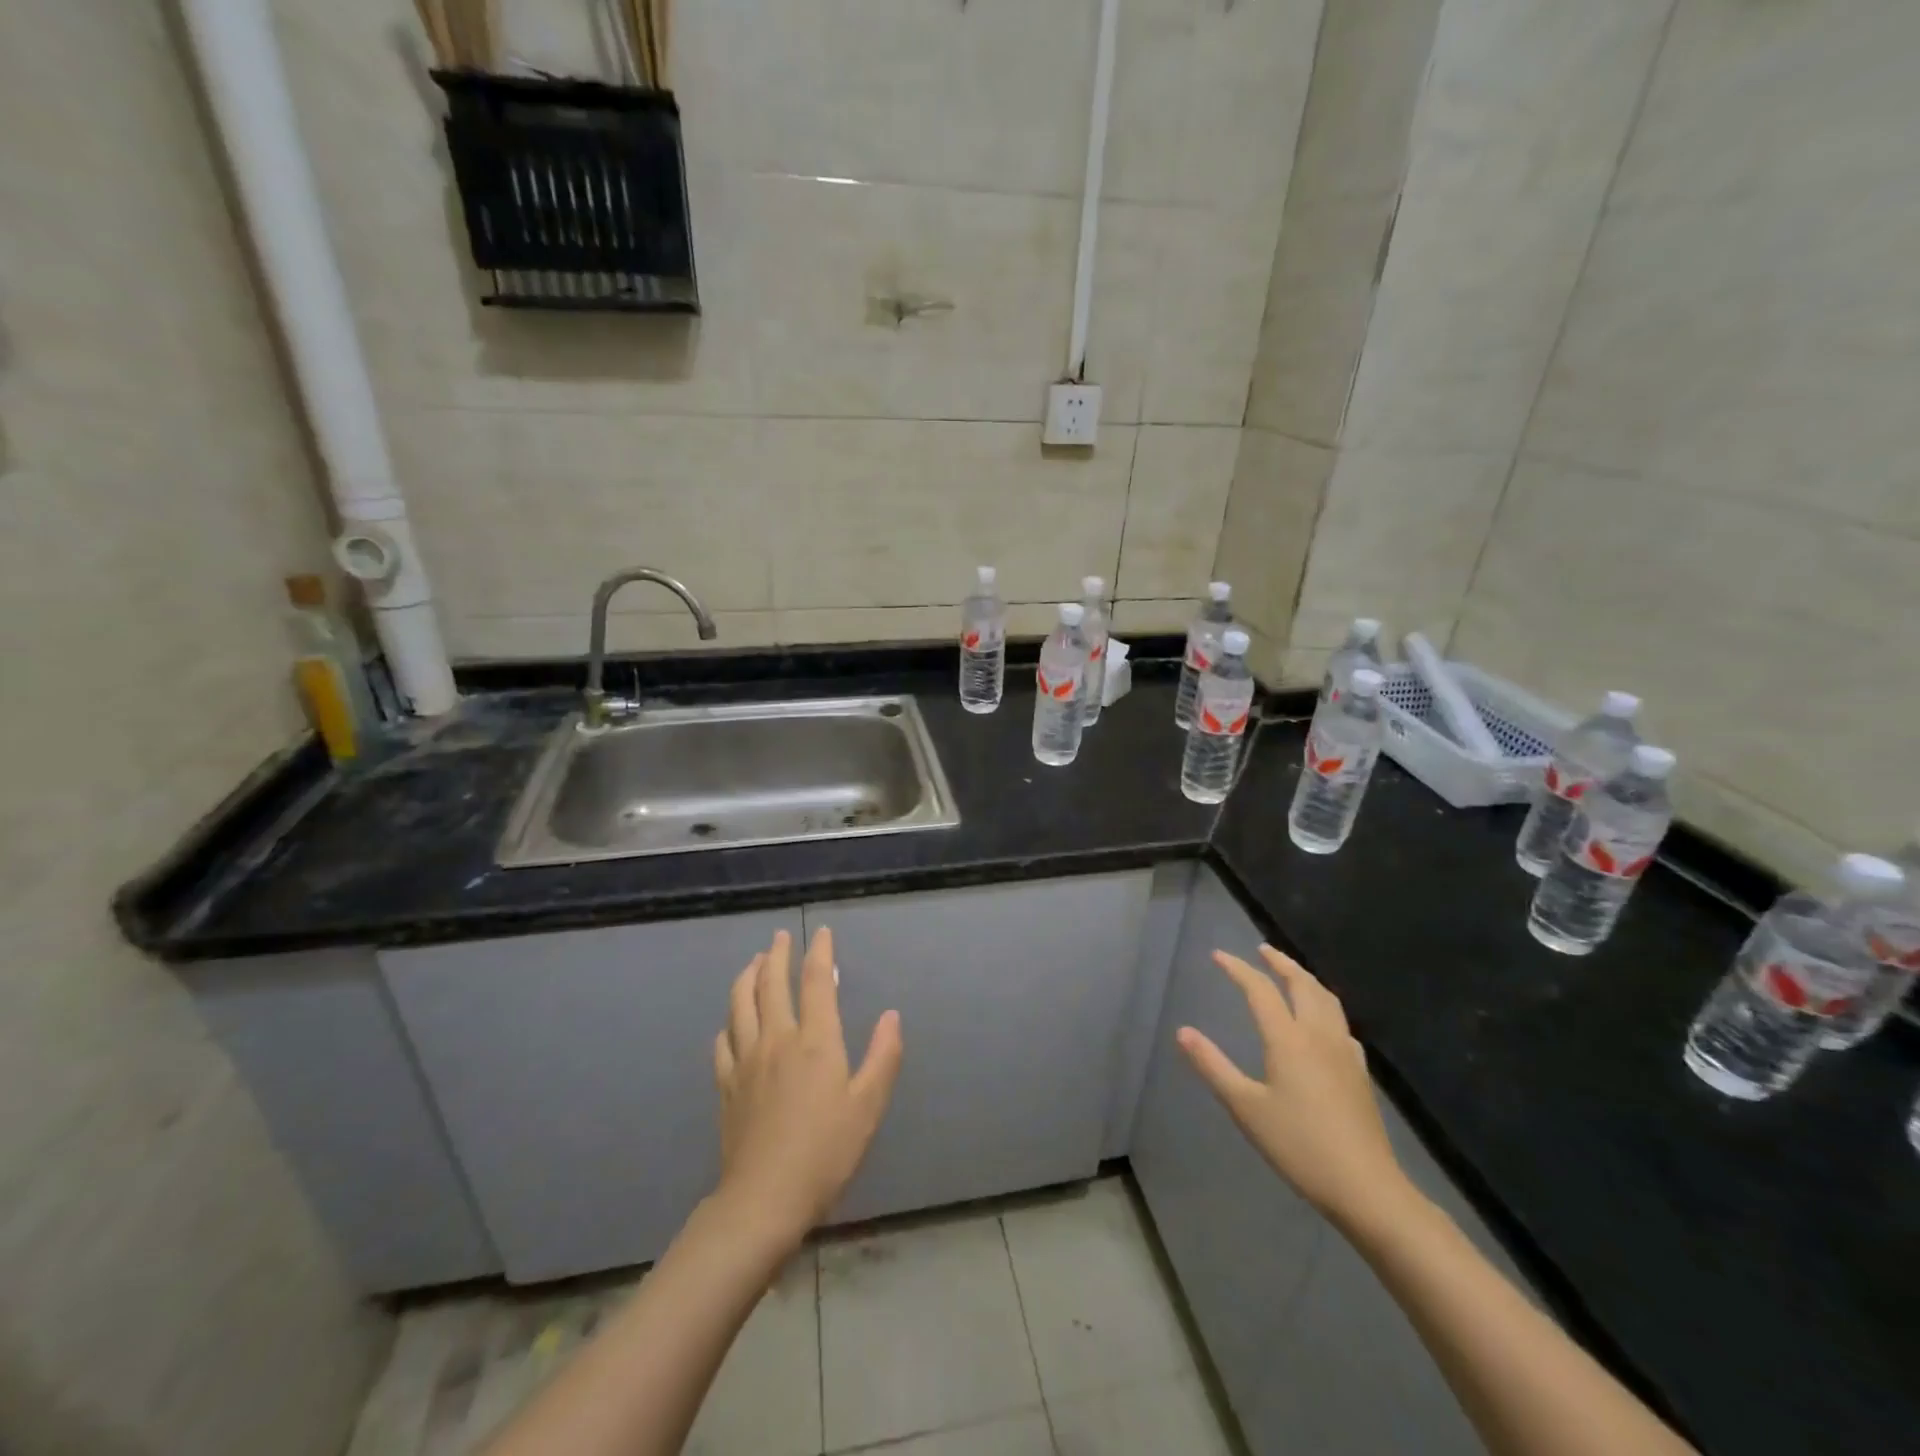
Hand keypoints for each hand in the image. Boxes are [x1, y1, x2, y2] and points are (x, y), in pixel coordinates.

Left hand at [713, 928, 902, 1246]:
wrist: (764, 1199)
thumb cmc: (826, 1152)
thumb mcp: (868, 1106)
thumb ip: (883, 1056)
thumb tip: (892, 1015)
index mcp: (815, 1041)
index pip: (816, 982)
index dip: (820, 953)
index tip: (822, 933)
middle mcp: (777, 1039)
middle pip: (771, 984)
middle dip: (777, 955)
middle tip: (780, 938)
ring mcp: (746, 1061)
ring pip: (740, 1005)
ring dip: (747, 978)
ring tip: (754, 964)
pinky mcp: (726, 1086)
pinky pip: (723, 1042)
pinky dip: (729, 1022)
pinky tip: (731, 1023)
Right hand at [1177, 944, 1410, 1230]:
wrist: (1366, 1187)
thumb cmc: (1298, 1145)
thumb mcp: (1245, 1107)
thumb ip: (1213, 1066)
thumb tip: (1183, 1032)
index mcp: (1288, 1039)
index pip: (1259, 990)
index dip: (1238, 968)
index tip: (1218, 955)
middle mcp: (1318, 1035)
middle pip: (1302, 984)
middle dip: (1280, 962)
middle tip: (1262, 950)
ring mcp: (1344, 1052)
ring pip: (1327, 999)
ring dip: (1305, 978)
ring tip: (1291, 973)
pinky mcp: (1359, 1072)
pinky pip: (1340, 1022)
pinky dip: (1324, 1006)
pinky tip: (1322, 1022)